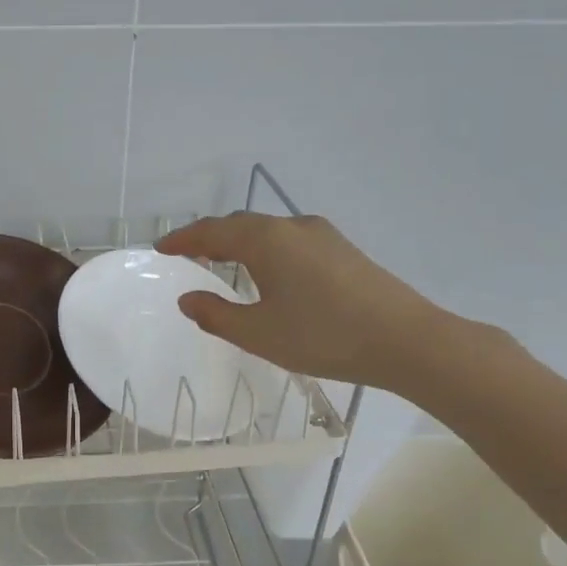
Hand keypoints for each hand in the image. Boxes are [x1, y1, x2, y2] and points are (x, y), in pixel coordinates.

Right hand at [156, 213, 454, 391]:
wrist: (406, 341)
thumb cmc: (322, 337)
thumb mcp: (258, 334)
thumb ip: (216, 315)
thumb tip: (188, 298)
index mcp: (266, 241)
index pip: (212, 231)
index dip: (183, 240)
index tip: (160, 248)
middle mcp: (292, 227)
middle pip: (240, 225)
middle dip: (209, 237)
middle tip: (186, 254)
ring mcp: (322, 236)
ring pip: (267, 231)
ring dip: (238, 242)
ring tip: (221, 261)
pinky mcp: (343, 250)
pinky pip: (289, 241)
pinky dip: (264, 249)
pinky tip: (267, 272)